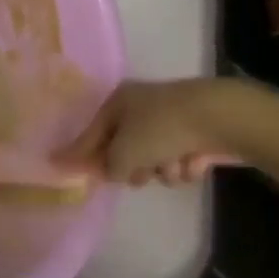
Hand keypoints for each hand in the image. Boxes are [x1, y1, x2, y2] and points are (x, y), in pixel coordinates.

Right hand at [59, 78, 242, 186]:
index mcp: (119, 103)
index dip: (78, 154)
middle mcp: (142, 108)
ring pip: (155, 161)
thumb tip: (108, 171)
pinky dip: (184, 166)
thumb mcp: (123, 153)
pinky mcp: (194, 135)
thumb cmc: (161, 129)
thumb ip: (108, 167)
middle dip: (134, 167)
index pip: (91, 134)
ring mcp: (170, 122)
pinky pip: (179, 162)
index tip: (58, 166)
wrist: (220, 118)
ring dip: (162, 170)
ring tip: (174, 164)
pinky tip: (195, 161)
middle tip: (140, 174)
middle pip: (125, 151)